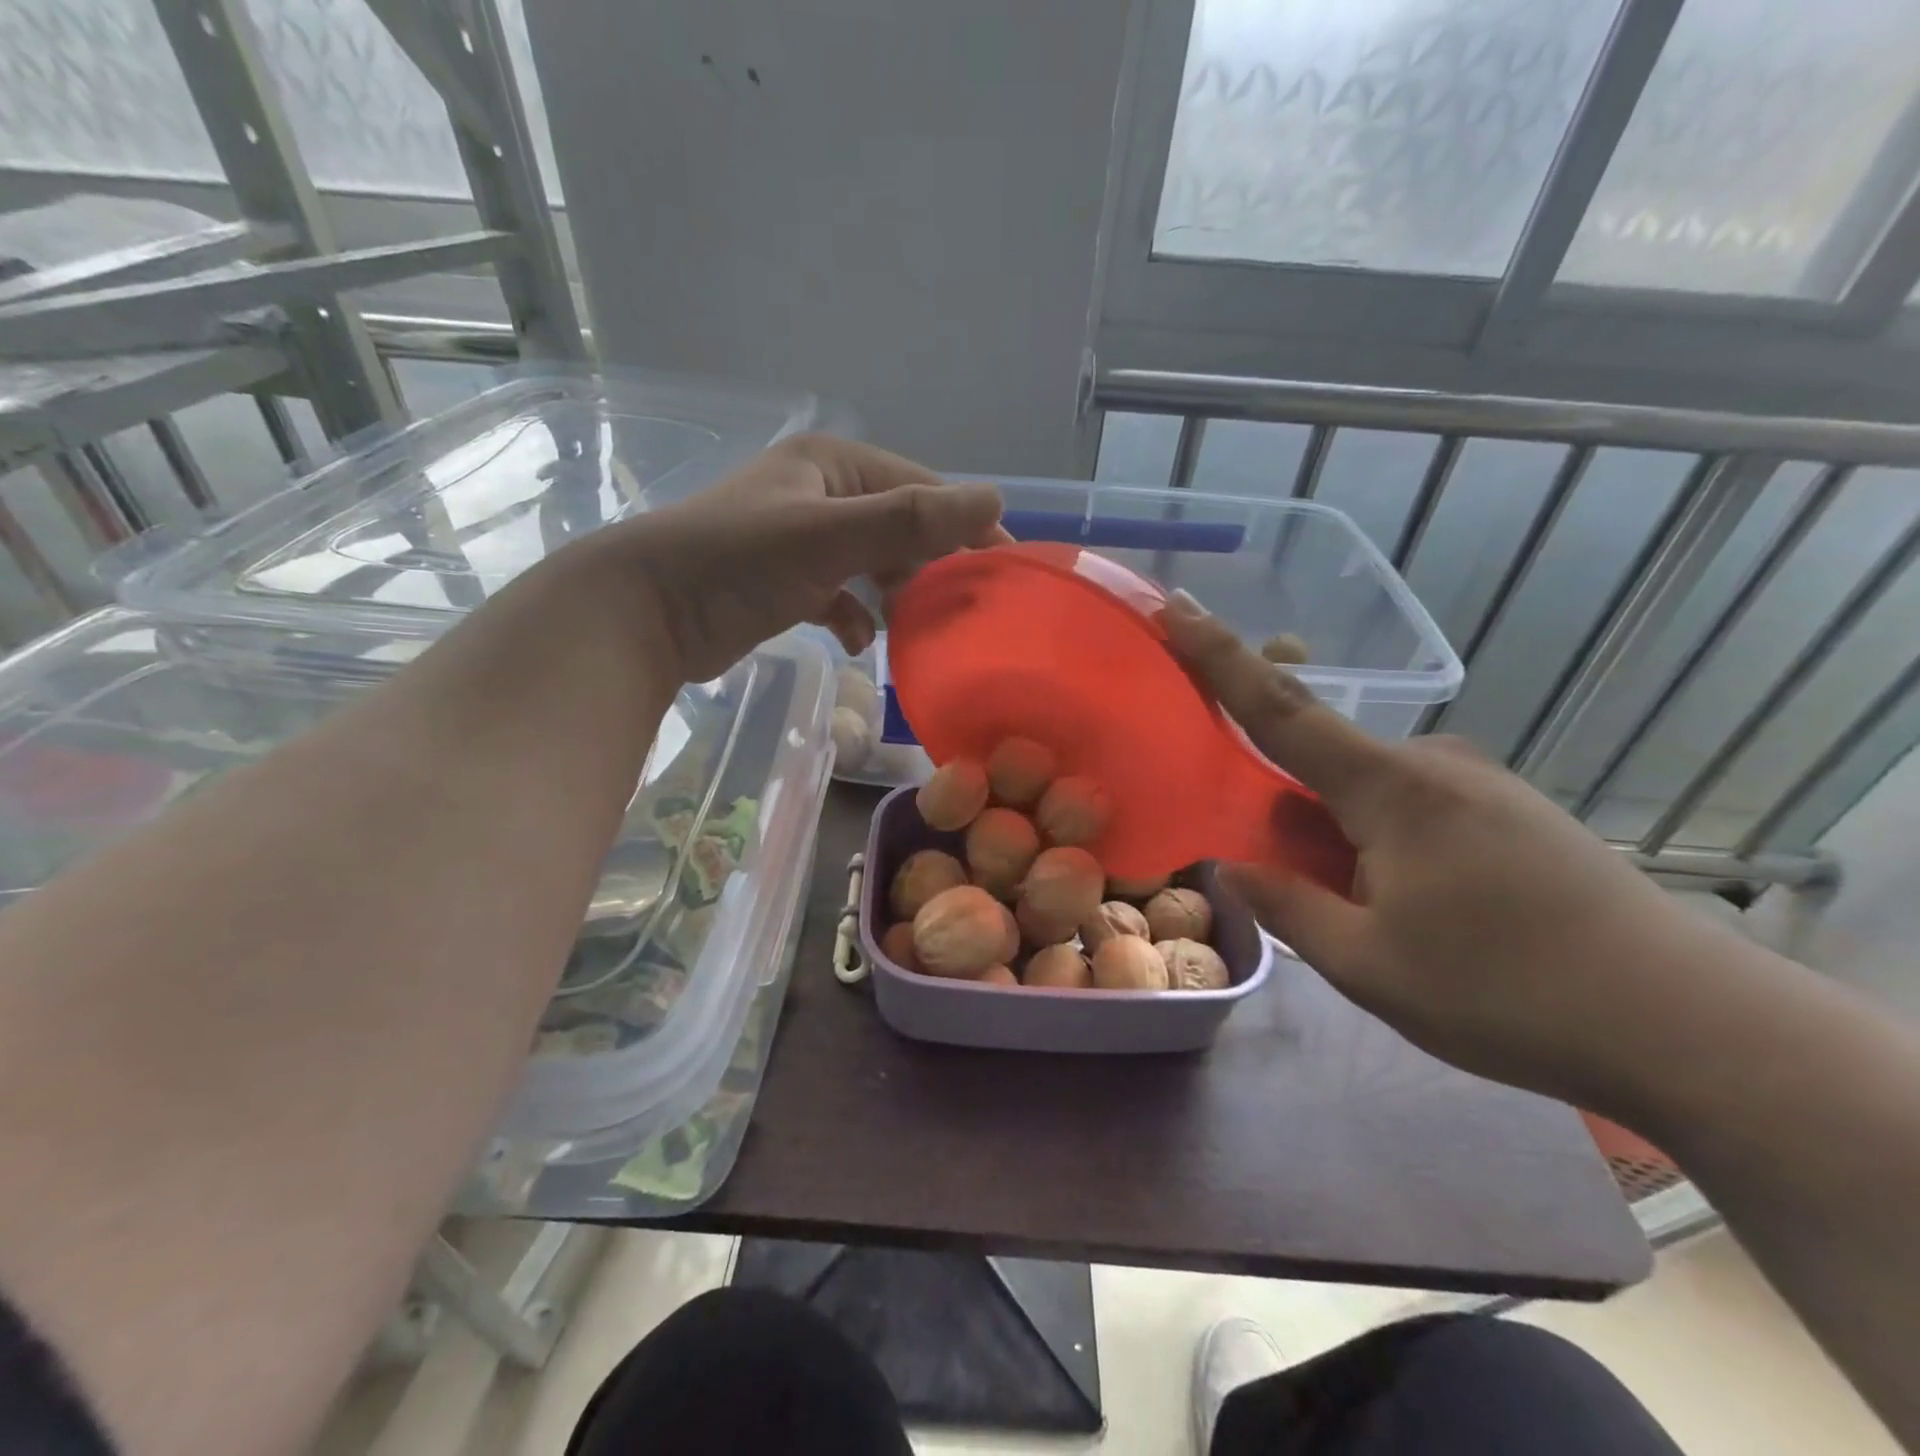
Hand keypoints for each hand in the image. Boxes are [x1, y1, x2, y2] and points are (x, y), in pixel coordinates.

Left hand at [593, 434, 1004, 682]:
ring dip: (894, 596)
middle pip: (899, 528)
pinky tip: (858, 641)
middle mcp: (820, 494)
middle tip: (962, 610)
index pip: (920, 488)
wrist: (645, 612)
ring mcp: (801, 541)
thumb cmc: (738, 562)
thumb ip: (910, 521)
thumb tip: (994, 499)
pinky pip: (840, 597)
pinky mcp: (785, 584)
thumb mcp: (830, 537)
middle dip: (929, 568)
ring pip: (872, 565)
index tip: (1002, 569)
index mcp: (833, 465)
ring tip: (916, 628)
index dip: (964, 525)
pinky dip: (855, 618)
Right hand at [1162, 594, 1752, 1116]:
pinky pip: (1414, 807)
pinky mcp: (1513, 810)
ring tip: (1373, 918)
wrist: (1693, 1026)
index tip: (1177, 607)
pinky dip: (1384, 844)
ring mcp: (1480, 783)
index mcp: (1388, 788)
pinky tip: (1421, 910)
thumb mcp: (1368, 966)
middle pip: (1322, 766)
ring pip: (1369, 794)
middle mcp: (1432, 764)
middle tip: (1300, 887)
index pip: (1278, 708)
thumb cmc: (1507, 993)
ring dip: (1342, 839)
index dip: (1219, 657)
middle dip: (1291, 814)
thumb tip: (1234, 868)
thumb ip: (1288, 907)